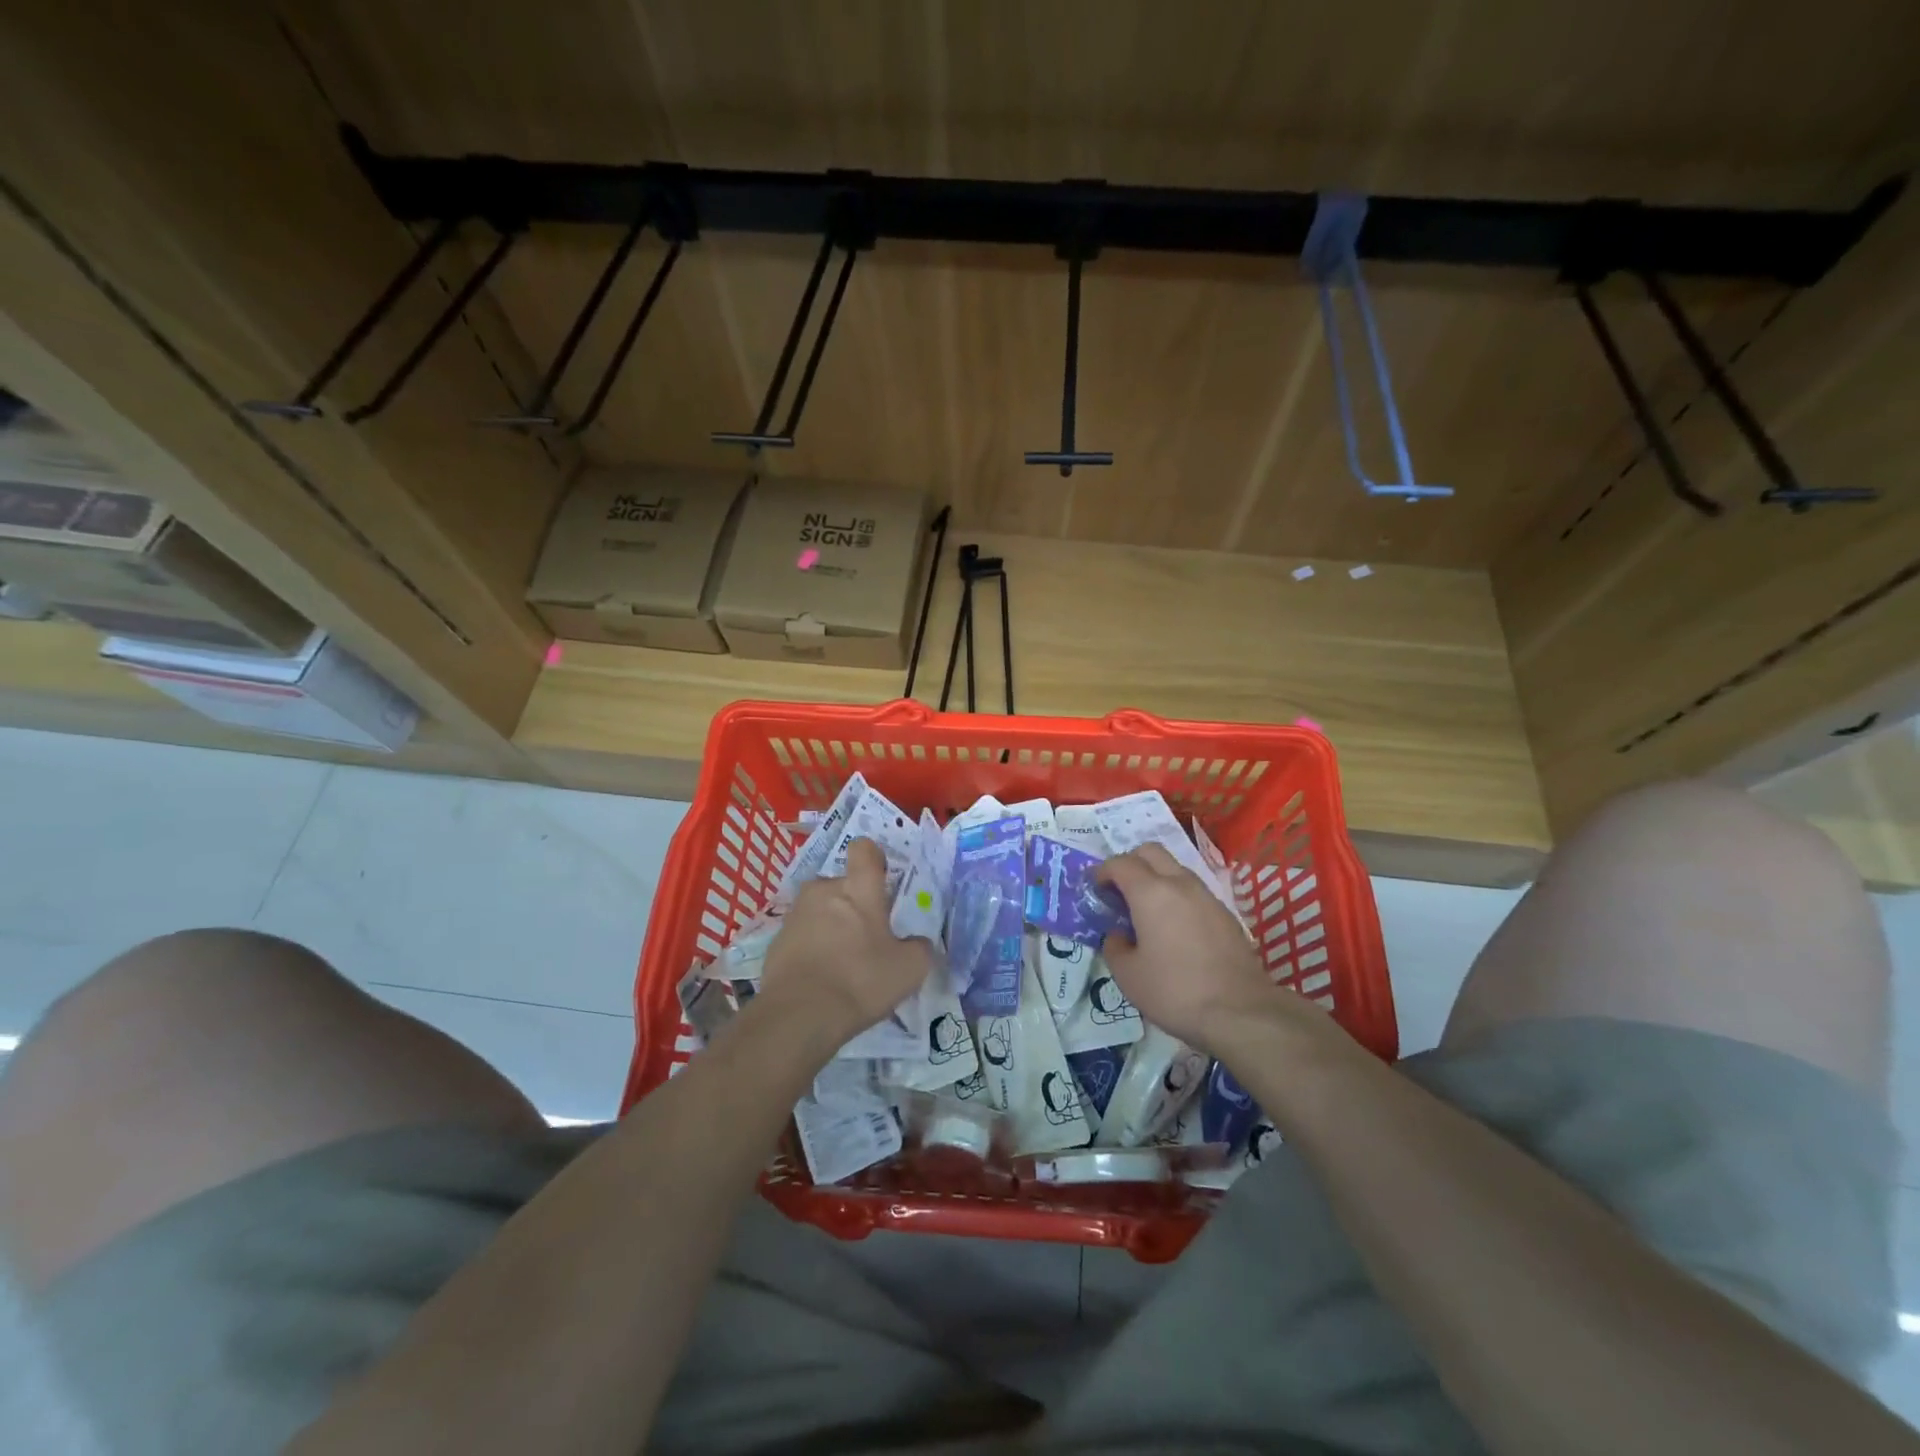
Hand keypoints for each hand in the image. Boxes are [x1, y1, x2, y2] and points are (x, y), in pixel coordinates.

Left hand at [760, 838, 934, 1045]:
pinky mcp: (775, 941)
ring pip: (820, 909)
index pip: (864, 849)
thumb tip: (917, 943)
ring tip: (842, 961)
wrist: (799, 1016)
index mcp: (858, 888)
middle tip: (867, 937)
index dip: (873, 859)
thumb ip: (919, 948)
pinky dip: (811, 948)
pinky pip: (801, 935)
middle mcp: (823, 890)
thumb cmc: (861, 981)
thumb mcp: (909, 969)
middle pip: (841, 884)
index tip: (881, 880)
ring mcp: (795, 915)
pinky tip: (821, 978)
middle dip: (853, 903)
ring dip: (831, 925)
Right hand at [1096, 843, 1295, 1054]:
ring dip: (1156, 878)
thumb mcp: (1128, 975)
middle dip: (1130, 863)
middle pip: (1151, 852)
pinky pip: (1194, 891)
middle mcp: (1180, 884)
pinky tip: (1175, 928)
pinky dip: (1177, 896)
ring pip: (1176, 868)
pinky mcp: (1226, 914)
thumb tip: (1119, 935)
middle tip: (1120, 891)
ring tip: (1147, 910)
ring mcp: (1207, 896)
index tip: (1095, 890)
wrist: (1240, 1012)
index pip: (1120, 863)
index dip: (1102, 872)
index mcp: (1150, 892)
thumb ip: (1114, 946)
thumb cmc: (1174, 991)